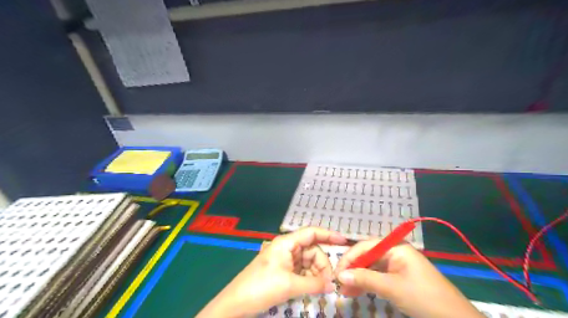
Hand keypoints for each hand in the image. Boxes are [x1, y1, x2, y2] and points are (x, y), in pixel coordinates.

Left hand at [196, 227, 345, 316]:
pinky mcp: (283, 271)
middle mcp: (287, 248)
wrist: (236, 303)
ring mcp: (285, 260)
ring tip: (322, 287)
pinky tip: (314, 287)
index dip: (328, 234)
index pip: (311, 233)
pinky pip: (302, 270)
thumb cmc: (261, 286)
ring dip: (317, 272)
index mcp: (287, 243)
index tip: (344, 241)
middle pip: (312, 250)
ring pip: (308, 261)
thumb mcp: (289, 284)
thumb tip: (333, 285)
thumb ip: (313, 283)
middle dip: (323, 263)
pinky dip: (310, 278)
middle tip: (330, 281)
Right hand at [334, 241, 484, 317]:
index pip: (365, 246)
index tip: (336, 273)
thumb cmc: (424, 297)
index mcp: (395, 247)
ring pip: (371, 267)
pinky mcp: (399, 277)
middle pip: (367, 256)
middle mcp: (395, 252)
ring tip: (345, 291)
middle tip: (339, 284)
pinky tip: (357, 291)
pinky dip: (367, 284)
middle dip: (352, 269)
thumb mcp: (392, 287)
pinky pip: (378, 276)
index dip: (349, 258)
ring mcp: (397, 265)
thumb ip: (365, 279)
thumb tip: (340, 275)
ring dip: (358, 278)